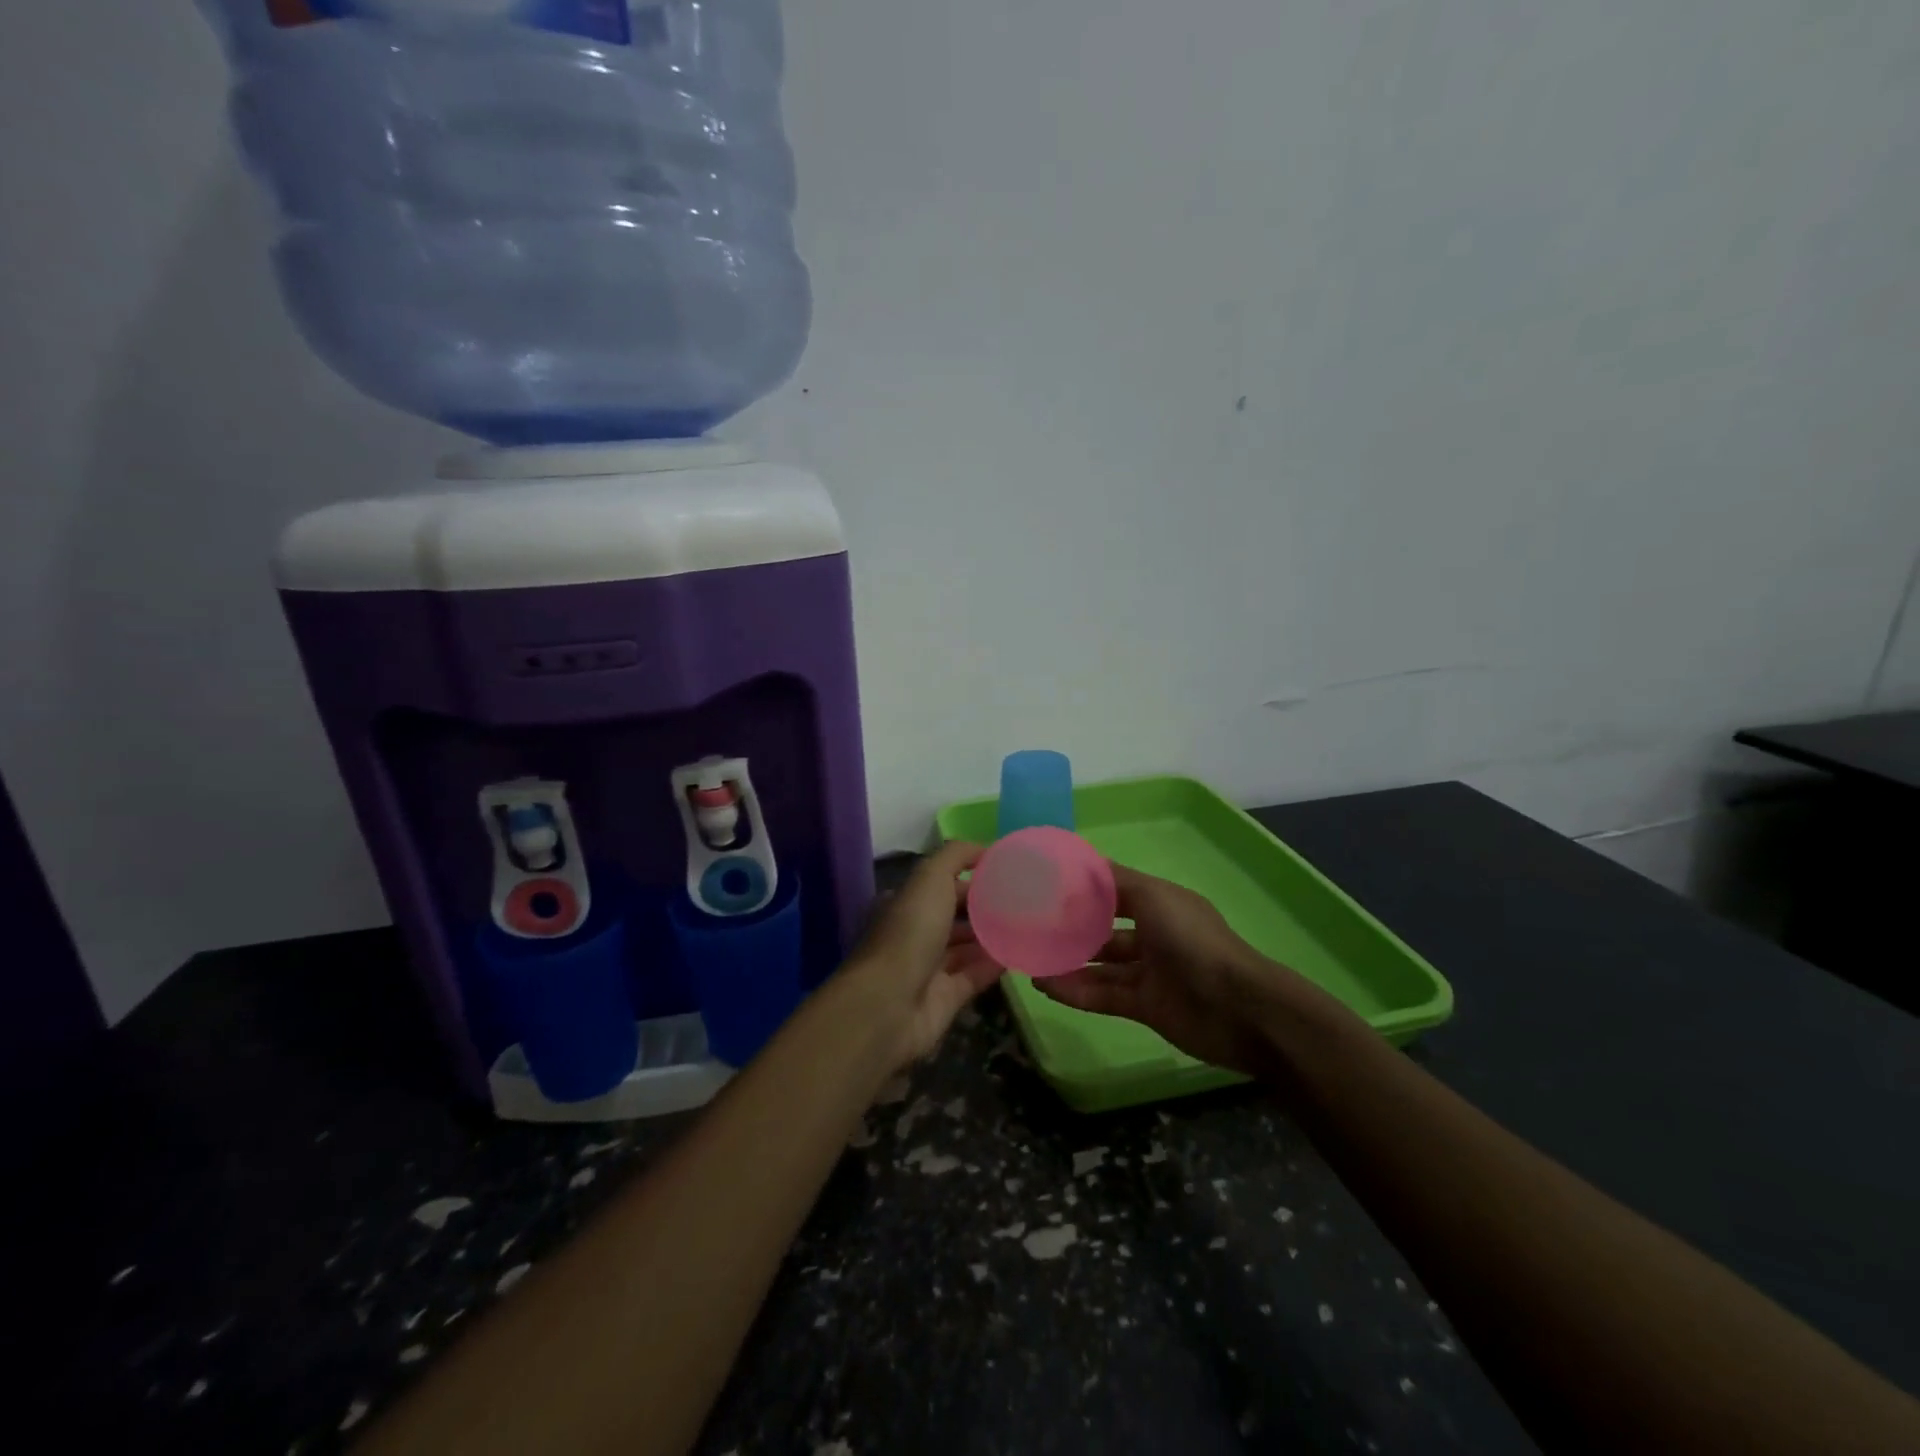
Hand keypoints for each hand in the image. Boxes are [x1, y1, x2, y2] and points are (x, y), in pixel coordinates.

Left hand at [841, 841, 1003, 1070]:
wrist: (890, 1005)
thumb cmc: (909, 932)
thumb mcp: (930, 878)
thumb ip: (956, 856)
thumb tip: (985, 849)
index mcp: (906, 903)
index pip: (941, 883)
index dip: (970, 875)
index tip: (1006, 871)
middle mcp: (915, 933)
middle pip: (954, 915)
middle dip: (984, 907)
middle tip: (1023, 899)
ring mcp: (929, 968)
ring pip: (965, 947)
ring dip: (991, 936)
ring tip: (1027, 924)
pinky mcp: (945, 999)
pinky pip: (974, 976)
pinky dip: (994, 965)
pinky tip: (1020, 954)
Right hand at [1037, 863, 1339, 1075]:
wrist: (1239, 1008)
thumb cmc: (1194, 941)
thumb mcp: (1154, 897)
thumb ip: (1115, 882)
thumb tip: (1078, 866)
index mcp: (1160, 904)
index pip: (1114, 891)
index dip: (1083, 888)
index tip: (1046, 885)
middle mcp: (1154, 935)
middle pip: (1104, 929)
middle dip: (1072, 928)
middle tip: (1031, 927)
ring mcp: (1149, 973)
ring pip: (1100, 965)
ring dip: (1068, 962)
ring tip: (1030, 959)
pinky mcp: (1144, 1007)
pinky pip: (1103, 996)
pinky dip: (1075, 991)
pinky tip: (1044, 985)